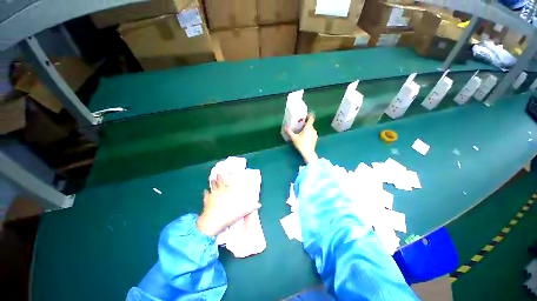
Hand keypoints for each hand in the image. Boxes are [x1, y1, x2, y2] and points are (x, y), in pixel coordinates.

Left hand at [197, 175, 260, 236]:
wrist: (212, 223)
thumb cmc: (228, 215)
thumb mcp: (242, 212)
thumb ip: (251, 208)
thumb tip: (259, 205)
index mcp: (228, 191)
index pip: (229, 181)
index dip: (229, 175)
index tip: (230, 170)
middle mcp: (220, 191)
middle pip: (219, 181)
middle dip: (219, 176)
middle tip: (219, 172)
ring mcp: (212, 195)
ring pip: (212, 186)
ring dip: (212, 182)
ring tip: (212, 178)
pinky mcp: (206, 201)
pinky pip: (206, 195)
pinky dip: (206, 193)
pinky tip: (205, 191)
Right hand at [286, 114, 318, 163]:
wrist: (308, 153)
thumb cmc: (301, 144)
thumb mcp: (294, 138)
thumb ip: (289, 132)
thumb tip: (285, 127)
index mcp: (309, 127)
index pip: (311, 118)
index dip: (309, 116)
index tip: (305, 116)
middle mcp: (313, 129)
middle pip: (310, 124)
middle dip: (305, 124)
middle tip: (299, 125)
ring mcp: (315, 134)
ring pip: (311, 129)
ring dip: (307, 129)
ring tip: (301, 132)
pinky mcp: (315, 138)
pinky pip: (312, 133)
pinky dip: (308, 133)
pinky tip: (304, 137)